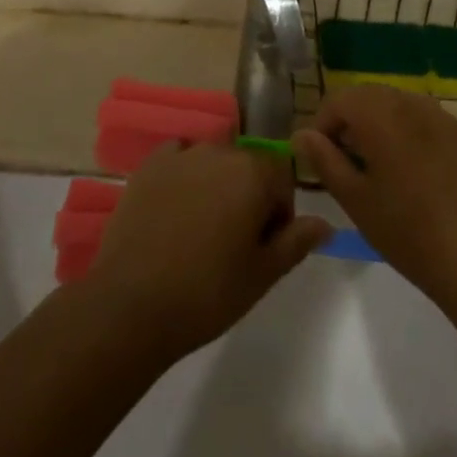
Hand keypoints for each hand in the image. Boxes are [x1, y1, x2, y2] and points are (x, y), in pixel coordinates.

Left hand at [88, 143, 330, 357]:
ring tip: (202, 229)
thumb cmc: (207, 293)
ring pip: (213, 162)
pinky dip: (184, 176)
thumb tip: (325, 223)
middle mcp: (220, 151)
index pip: (282, 178)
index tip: (265, 247)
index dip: (279, 212)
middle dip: (249, 195)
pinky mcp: (149, 165)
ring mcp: (181, 154)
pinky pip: (178, 159)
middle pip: (248, 166)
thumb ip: (296, 242)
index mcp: (253, 173)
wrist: (131, 304)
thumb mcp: (262, 275)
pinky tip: (174, 210)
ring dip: (217, 185)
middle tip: (234, 243)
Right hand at [293, 86, 456, 297]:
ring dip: (377, 124)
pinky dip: (406, 131)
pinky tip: (410, 170)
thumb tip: (301, 135)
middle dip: (349, 121)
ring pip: (395, 104)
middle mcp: (409, 102)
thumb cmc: (406, 230)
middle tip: (344, 162)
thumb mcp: (355, 198)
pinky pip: (422, 118)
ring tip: (376, 166)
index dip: (321, 125)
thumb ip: (324, 160)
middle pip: (367, 96)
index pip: (337, 100)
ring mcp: (439, 115)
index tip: (320, 158)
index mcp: (380, 114)